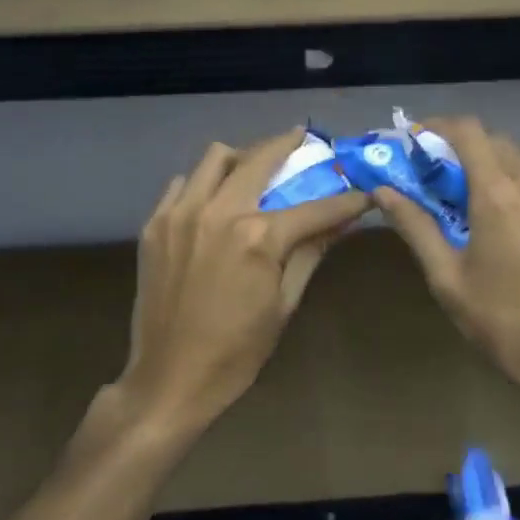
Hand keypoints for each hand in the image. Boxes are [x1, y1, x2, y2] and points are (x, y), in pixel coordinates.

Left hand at [117, 129, 370, 434]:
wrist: (169, 379)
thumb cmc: (237, 351)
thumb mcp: (284, 304)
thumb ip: (311, 252)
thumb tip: (343, 221)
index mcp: (257, 237)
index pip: (315, 207)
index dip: (346, 200)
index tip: (365, 191)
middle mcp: (218, 212)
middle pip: (260, 158)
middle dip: (288, 144)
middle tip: (302, 140)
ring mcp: (180, 214)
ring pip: (215, 158)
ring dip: (241, 157)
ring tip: (254, 170)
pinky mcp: (154, 224)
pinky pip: (183, 184)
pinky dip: (204, 183)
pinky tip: (214, 201)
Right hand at [375, 118, 519, 397]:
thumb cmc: (501, 322)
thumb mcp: (446, 277)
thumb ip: (414, 226)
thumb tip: (382, 191)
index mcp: (500, 194)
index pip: (468, 131)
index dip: (438, 126)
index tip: (416, 139)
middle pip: (497, 143)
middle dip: (463, 149)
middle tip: (438, 176)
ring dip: (495, 169)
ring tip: (474, 202)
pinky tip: (513, 226)